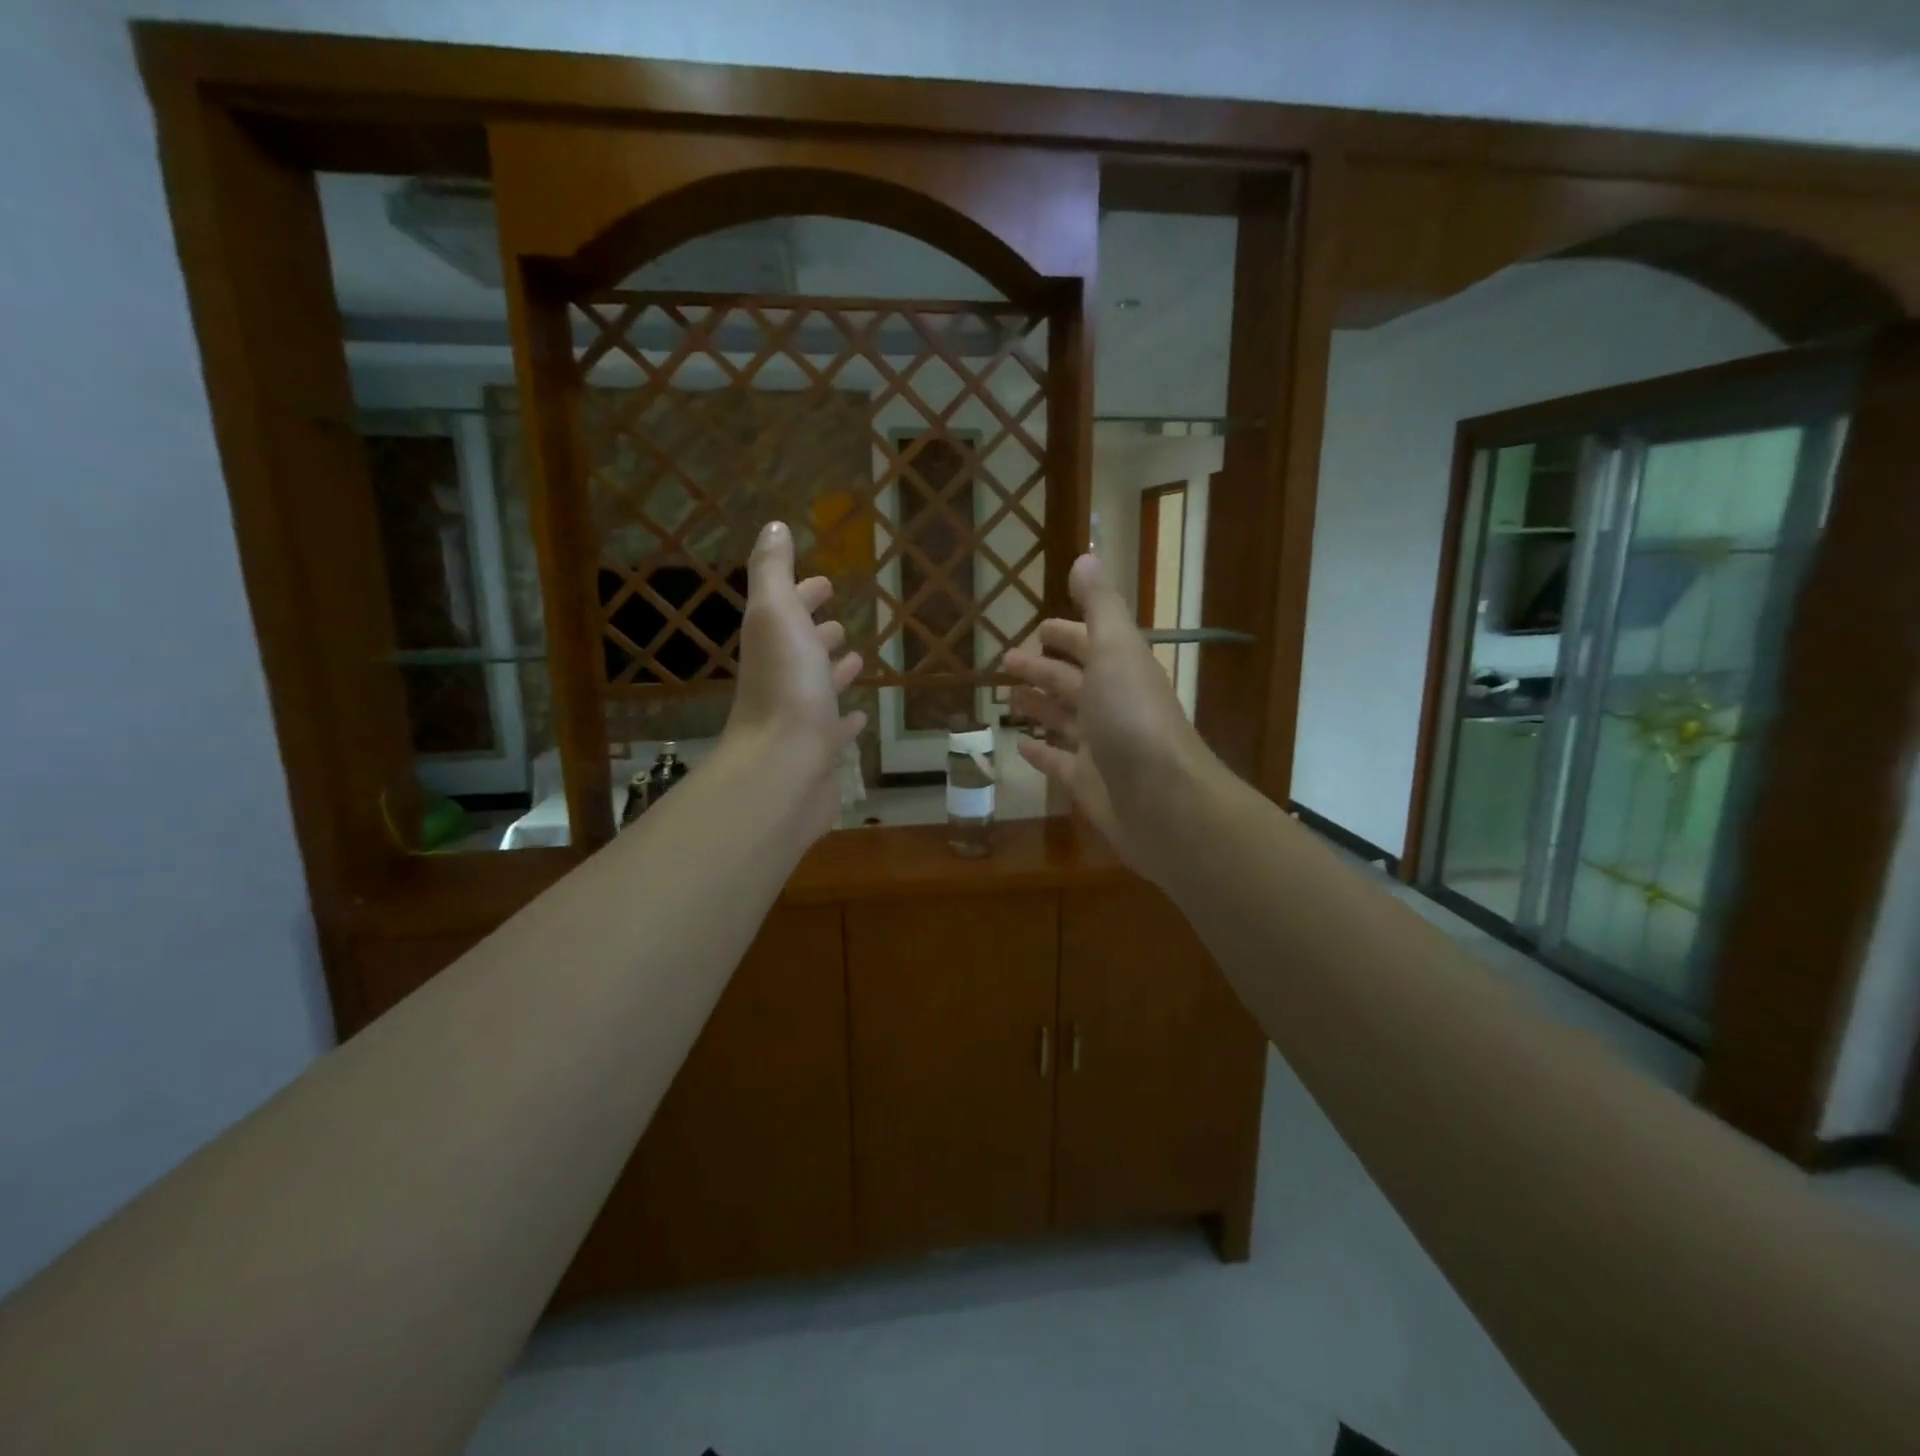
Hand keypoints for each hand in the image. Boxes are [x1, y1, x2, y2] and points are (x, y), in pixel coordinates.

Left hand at [723, 521, 866, 841]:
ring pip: (817, 689)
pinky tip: (859, 717)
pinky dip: (845, 721)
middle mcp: (782, 680)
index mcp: (772, 645)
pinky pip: (834, 731)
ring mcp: (800, 719)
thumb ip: (772, 571)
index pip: (786, 611)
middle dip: (817, 632)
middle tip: (839, 624)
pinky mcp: (819, 754)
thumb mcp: (776, 614)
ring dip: (832, 672)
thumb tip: (772, 526)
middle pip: (799, 649)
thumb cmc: (785, 687)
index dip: (802, 594)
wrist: (783, 768)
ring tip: (854, 660)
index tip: (825, 582)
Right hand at [1003, 553, 1213, 882]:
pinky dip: (1040, 751)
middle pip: (1071, 680)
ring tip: (1008, 699)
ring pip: (1063, 719)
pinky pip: (1057, 762)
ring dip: (1039, 706)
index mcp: (1120, 669)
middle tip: (1005, 662)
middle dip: (1041, 669)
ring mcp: (1100, 746)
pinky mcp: (1087, 783)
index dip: (1062, 633)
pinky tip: (1019, 744)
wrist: (1163, 801)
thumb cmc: (1133, 718)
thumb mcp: (1116, 649)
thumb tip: (1085, 556)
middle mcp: (1111, 704)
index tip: (1033, 631)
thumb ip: (1100, 605)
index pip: (1088, 642)